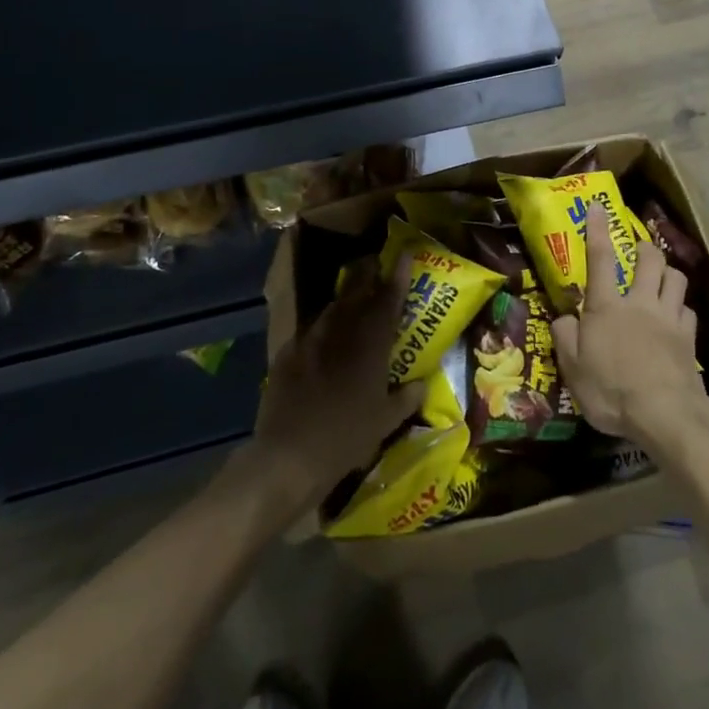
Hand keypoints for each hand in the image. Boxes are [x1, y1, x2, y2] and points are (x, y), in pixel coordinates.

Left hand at [246, 257, 423, 515]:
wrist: (288, 456)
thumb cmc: (345, 439)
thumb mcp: (385, 423)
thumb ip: (407, 398)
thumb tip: (421, 383)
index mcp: (370, 344)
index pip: (388, 299)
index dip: (399, 274)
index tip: (405, 252)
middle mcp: (340, 332)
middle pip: (356, 290)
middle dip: (368, 273)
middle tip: (376, 264)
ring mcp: (310, 339)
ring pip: (332, 307)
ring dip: (345, 298)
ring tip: (352, 297)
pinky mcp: (287, 352)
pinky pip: (309, 330)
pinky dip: (321, 327)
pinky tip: (323, 337)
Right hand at [553, 205, 708, 456]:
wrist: (665, 414)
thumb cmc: (611, 390)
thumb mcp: (573, 369)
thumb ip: (565, 338)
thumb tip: (564, 317)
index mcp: (607, 306)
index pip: (600, 258)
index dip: (598, 230)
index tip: (599, 207)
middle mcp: (640, 303)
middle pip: (650, 259)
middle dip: (645, 247)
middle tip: (639, 249)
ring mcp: (668, 318)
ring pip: (676, 278)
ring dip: (668, 272)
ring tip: (661, 278)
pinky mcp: (689, 338)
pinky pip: (688, 310)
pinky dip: (681, 308)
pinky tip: (676, 318)